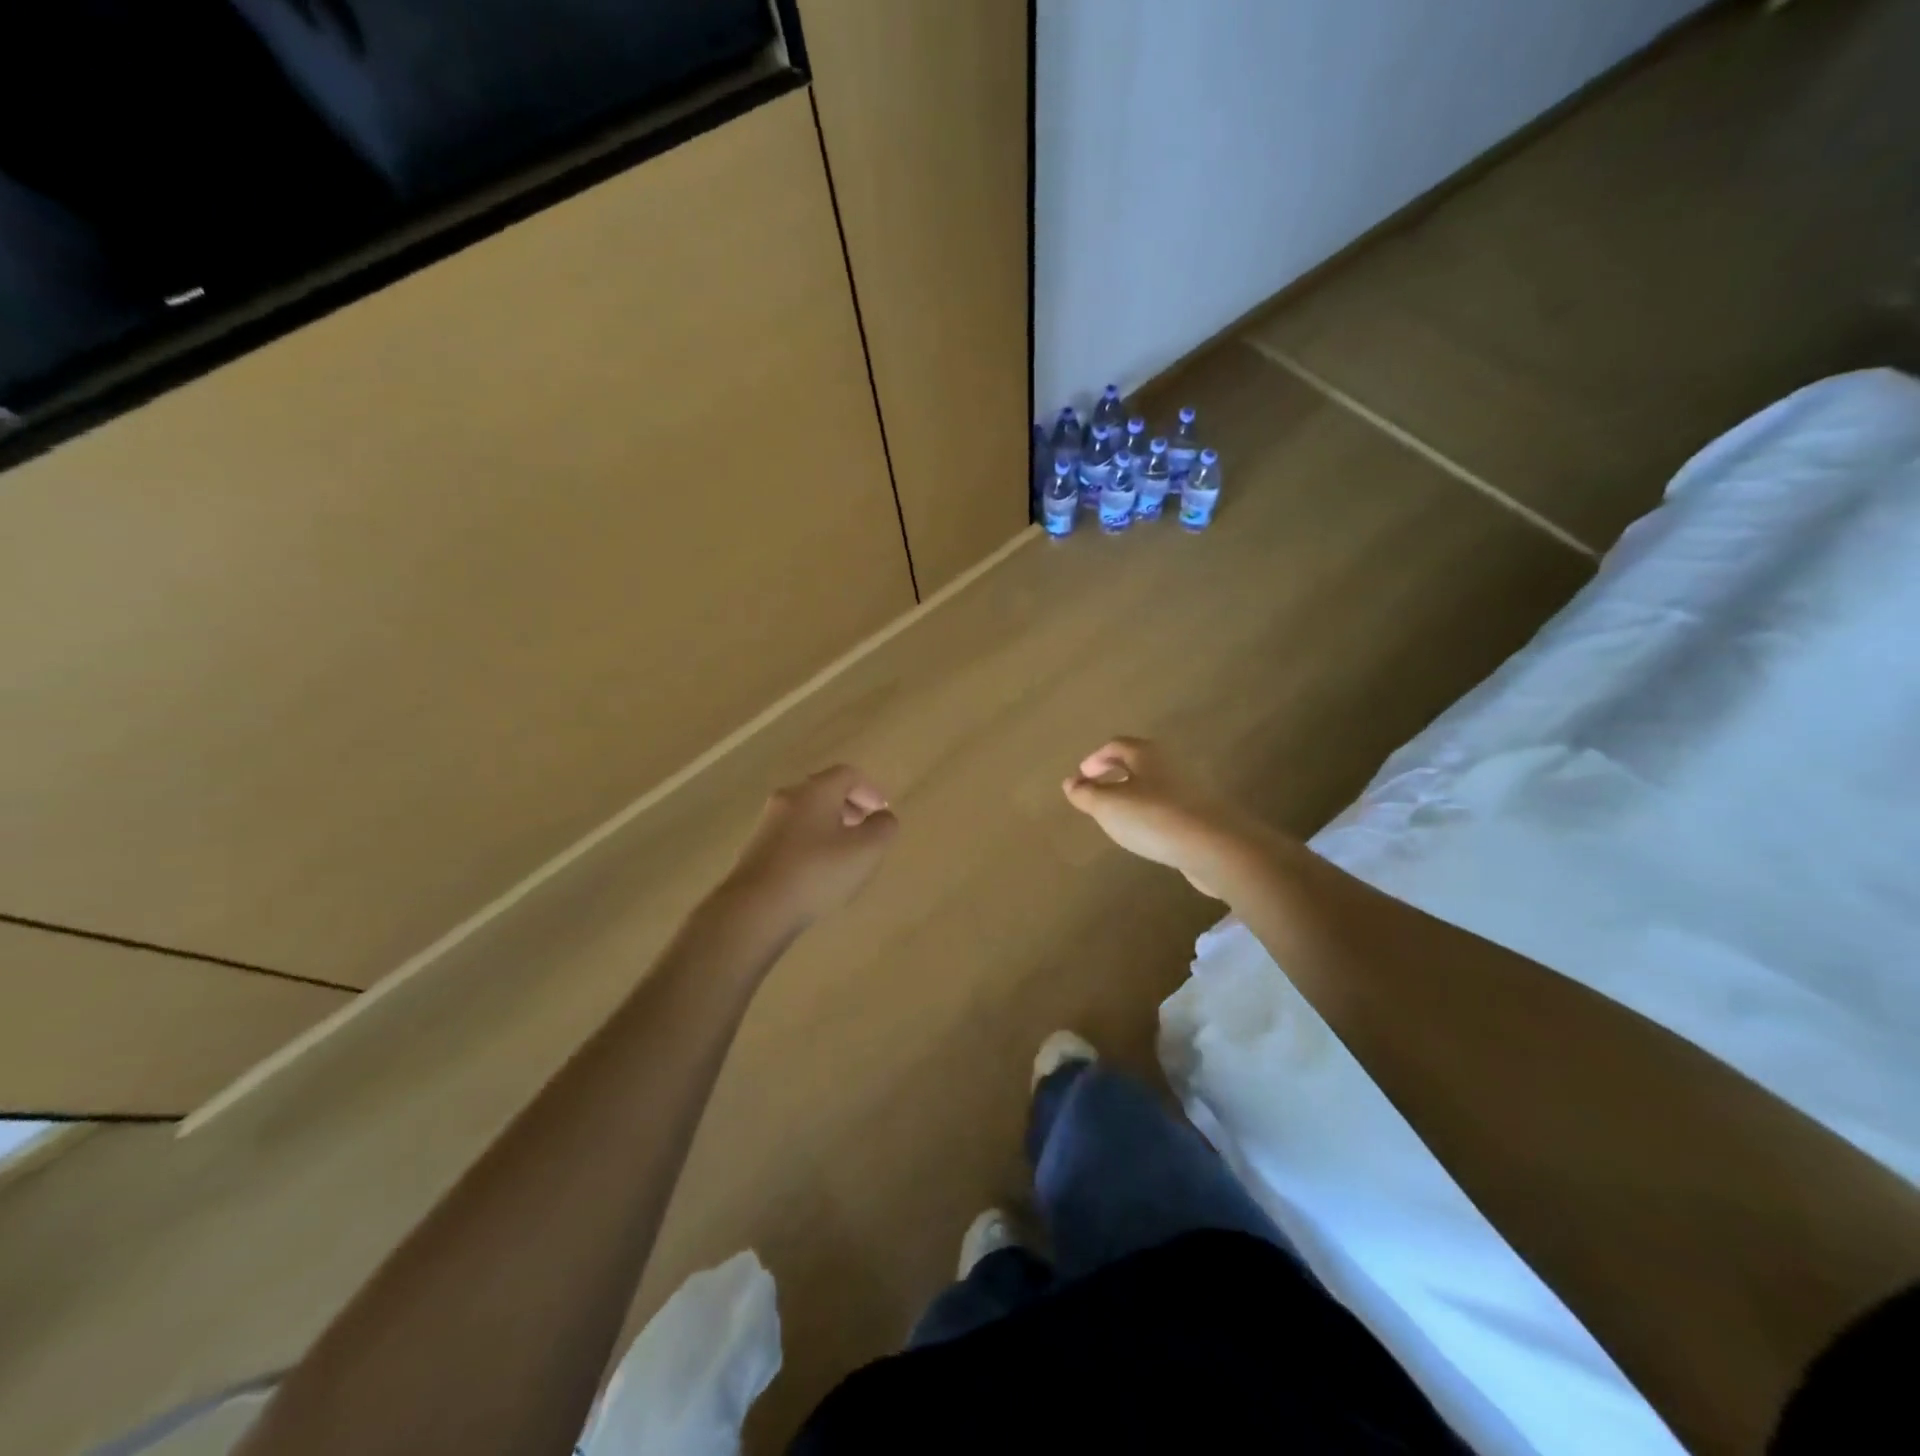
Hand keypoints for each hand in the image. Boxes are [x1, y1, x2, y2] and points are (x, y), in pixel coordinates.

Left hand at [723, 765, 898, 927]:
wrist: (754, 909)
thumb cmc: (817, 872)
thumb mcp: (865, 851)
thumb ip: (883, 828)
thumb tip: (882, 818)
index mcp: (815, 791)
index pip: (847, 774)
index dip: (870, 790)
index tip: (882, 813)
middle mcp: (788, 799)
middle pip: (824, 791)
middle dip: (850, 806)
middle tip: (866, 830)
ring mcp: (768, 824)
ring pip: (807, 814)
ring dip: (830, 826)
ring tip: (844, 854)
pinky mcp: (756, 849)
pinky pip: (792, 835)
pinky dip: (811, 843)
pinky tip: (818, 872)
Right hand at [1062, 737, 1255, 897]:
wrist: (1215, 846)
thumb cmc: (1154, 817)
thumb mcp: (1108, 806)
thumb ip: (1086, 794)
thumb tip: (1071, 783)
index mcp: (1146, 754)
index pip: (1116, 746)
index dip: (1095, 759)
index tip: (1081, 777)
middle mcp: (1170, 764)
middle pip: (1138, 762)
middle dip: (1115, 774)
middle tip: (1097, 792)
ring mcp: (1190, 790)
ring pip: (1153, 785)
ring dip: (1133, 795)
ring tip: (1118, 816)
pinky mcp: (1201, 815)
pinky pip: (1168, 808)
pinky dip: (1151, 814)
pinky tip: (1146, 833)